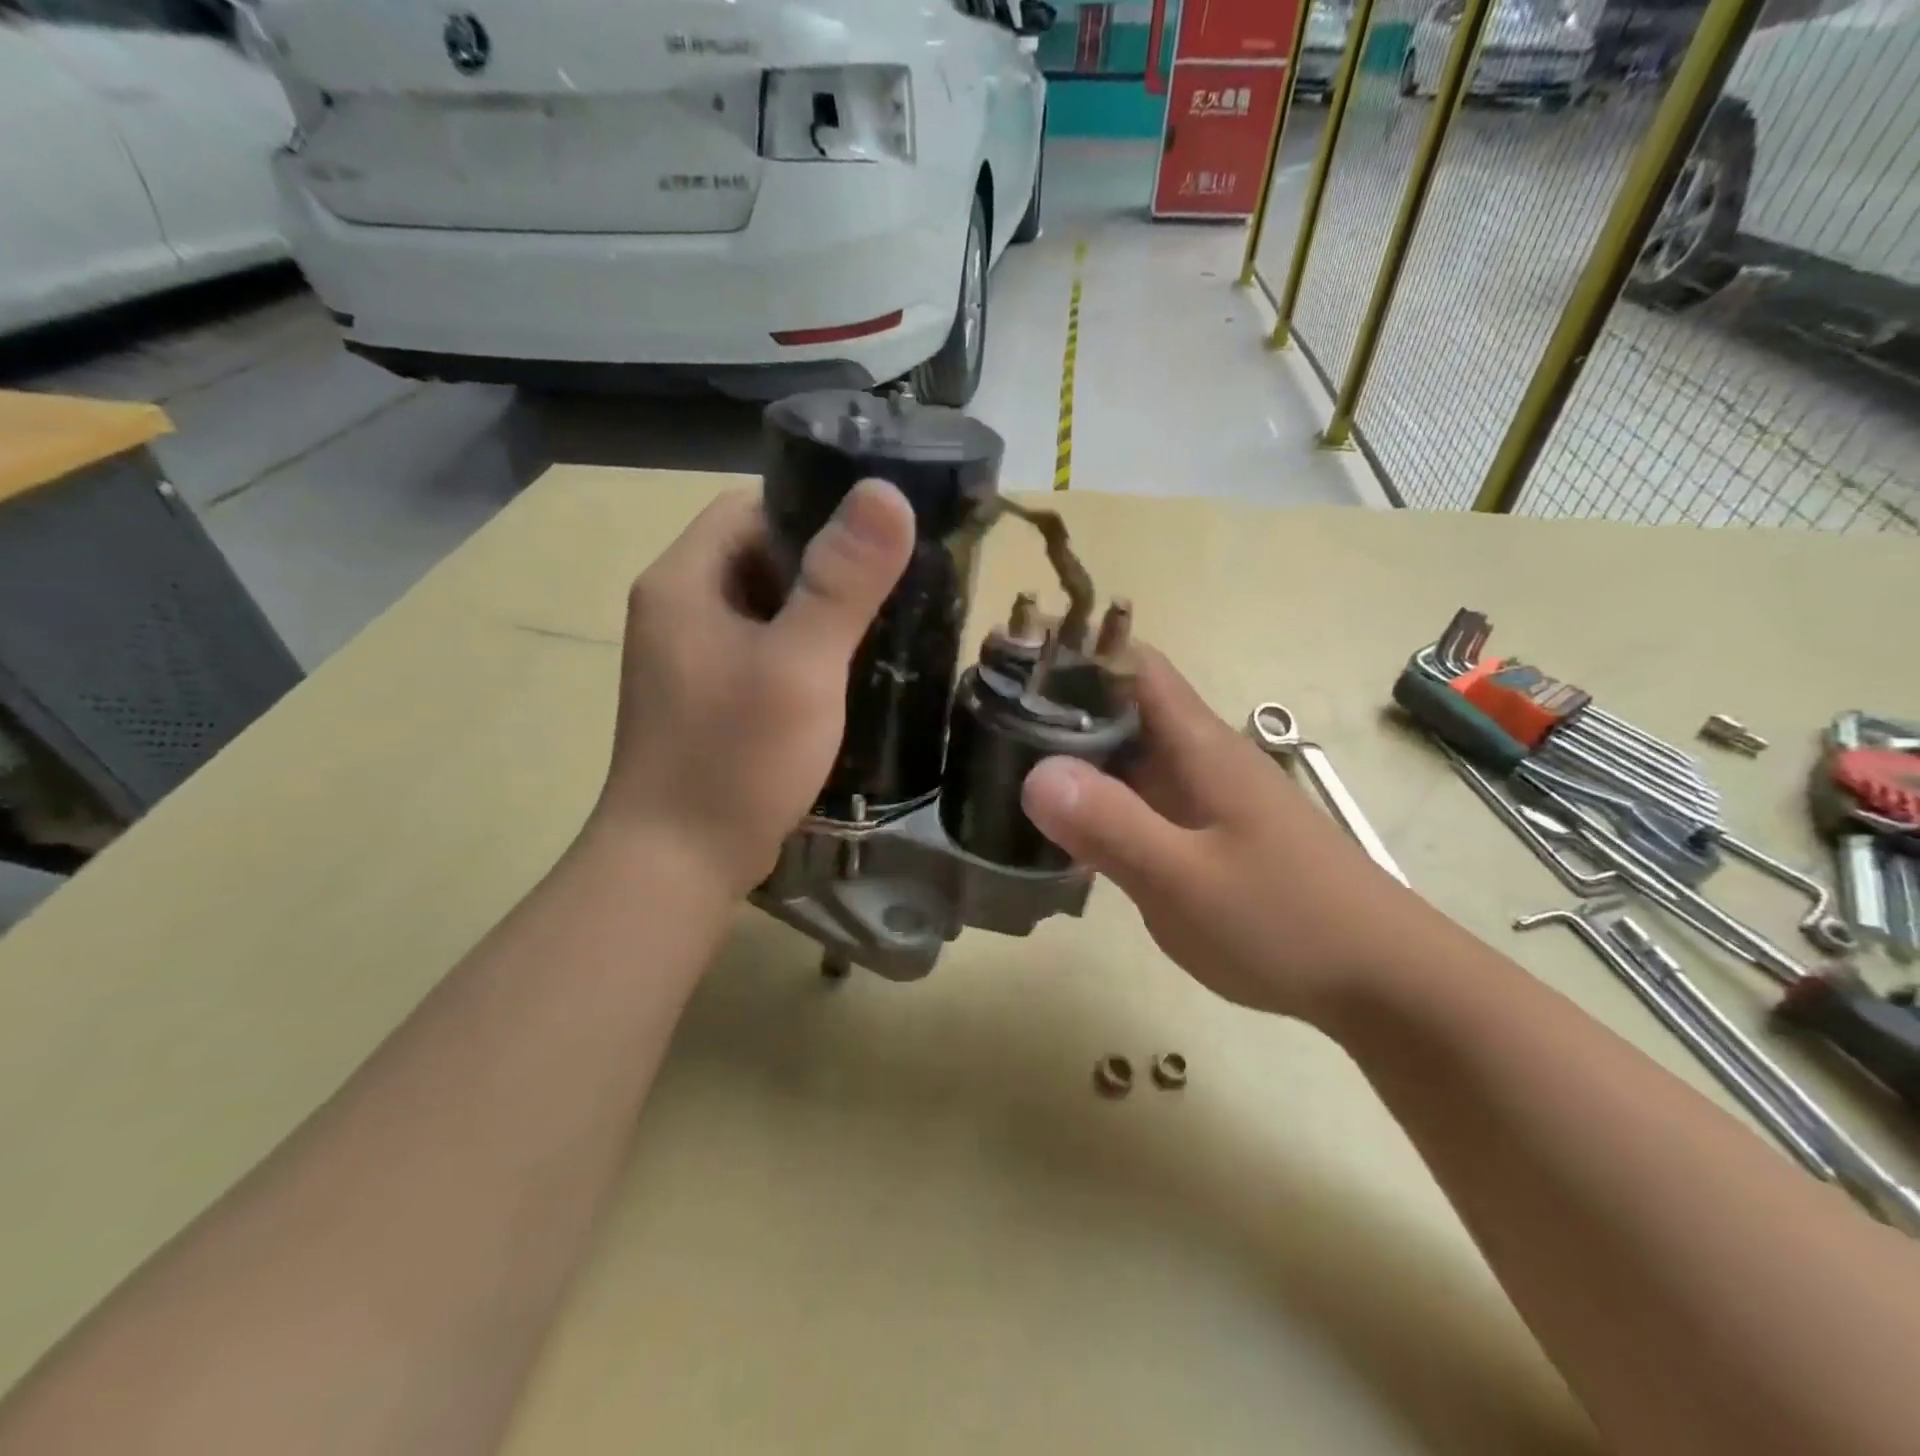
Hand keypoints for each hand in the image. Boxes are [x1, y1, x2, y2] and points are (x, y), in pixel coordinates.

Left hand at [592, 481, 914, 896]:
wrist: (677, 865)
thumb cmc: (734, 759)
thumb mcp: (799, 665)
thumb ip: (842, 581)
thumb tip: (887, 492)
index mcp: (684, 580)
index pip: (752, 507)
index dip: (816, 508)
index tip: (879, 537)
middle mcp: (677, 609)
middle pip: (760, 556)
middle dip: (826, 564)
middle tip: (893, 582)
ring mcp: (689, 658)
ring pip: (765, 607)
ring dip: (818, 610)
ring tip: (882, 623)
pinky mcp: (706, 698)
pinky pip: (762, 649)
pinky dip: (804, 650)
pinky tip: (845, 673)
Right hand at [1020, 649, 1419, 1020]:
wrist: (1382, 980)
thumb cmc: (1286, 922)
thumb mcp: (1186, 880)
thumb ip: (1112, 825)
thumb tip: (1035, 773)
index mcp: (1199, 745)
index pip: (1133, 666)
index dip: (1074, 654)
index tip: (1011, 668)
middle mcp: (1201, 759)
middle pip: (1122, 709)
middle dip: (1058, 710)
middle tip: (988, 729)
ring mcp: (1206, 799)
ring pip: (1129, 759)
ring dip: (1076, 760)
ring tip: (1008, 774)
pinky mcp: (1209, 836)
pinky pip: (1142, 802)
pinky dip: (1102, 805)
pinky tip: (1066, 834)